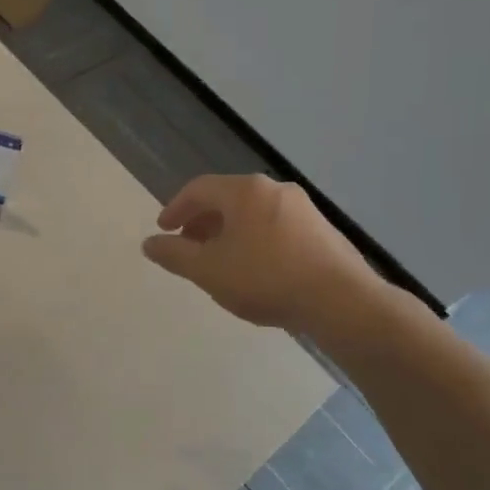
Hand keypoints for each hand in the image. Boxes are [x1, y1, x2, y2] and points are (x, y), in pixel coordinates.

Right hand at [142, 174, 396, 340]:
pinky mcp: (322, 231)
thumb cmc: (265, 278)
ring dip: (228, 232)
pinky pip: (275, 227)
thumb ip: (174, 255)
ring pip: (252, 213)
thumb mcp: (208, 270)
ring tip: (218, 261)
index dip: (175, 209)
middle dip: (202, 221)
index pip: (198, 189)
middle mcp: (274, 190)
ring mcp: (303, 209)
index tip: (163, 231)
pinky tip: (254, 269)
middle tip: (188, 246)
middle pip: (227, 198)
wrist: (341, 301)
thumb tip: (149, 243)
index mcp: (244, 191)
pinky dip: (254, 240)